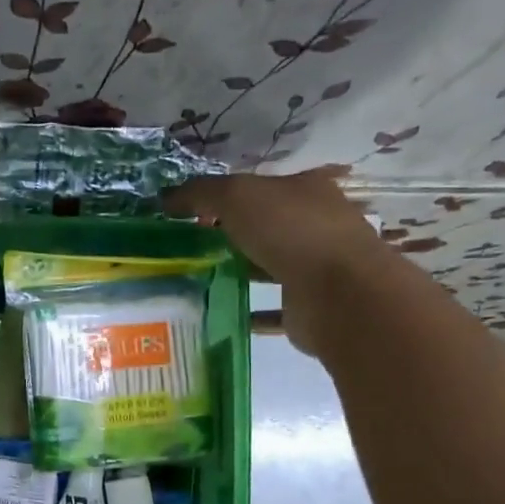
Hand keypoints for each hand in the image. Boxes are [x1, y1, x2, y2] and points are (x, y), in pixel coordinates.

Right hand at [165, 168, 386, 353]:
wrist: (339, 294)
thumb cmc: (291, 231)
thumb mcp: (237, 196)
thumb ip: (200, 193)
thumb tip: (165, 197)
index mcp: (305, 190)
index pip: (260, 188)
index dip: (224, 197)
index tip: (190, 216)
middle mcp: (314, 225)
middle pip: (264, 226)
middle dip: (230, 235)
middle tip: (188, 249)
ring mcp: (315, 268)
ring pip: (268, 266)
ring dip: (239, 272)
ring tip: (197, 281)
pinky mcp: (307, 306)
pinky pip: (270, 307)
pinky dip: (248, 311)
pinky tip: (219, 315)